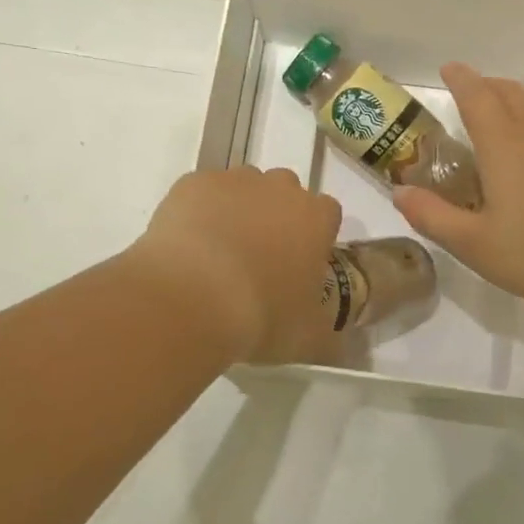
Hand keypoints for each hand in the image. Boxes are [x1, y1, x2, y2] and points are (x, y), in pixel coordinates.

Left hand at [129, 166, 342, 364]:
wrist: (191, 299)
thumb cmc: (261, 316)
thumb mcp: (307, 339)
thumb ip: (327, 332)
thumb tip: (335, 342)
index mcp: (315, 218)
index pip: (328, 214)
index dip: (316, 237)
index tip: (301, 264)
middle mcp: (279, 188)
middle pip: (285, 192)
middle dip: (277, 217)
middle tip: (260, 257)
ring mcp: (233, 181)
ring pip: (243, 188)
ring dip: (238, 210)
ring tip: (219, 253)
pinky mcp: (192, 184)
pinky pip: (202, 192)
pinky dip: (199, 211)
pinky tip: (188, 246)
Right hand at [394, 64, 523, 316]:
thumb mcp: (476, 245)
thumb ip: (433, 216)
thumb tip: (399, 191)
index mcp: (504, 144)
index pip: (476, 96)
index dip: (460, 80)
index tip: (450, 69)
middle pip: (511, 92)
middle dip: (489, 86)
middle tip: (475, 92)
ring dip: (520, 100)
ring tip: (511, 113)